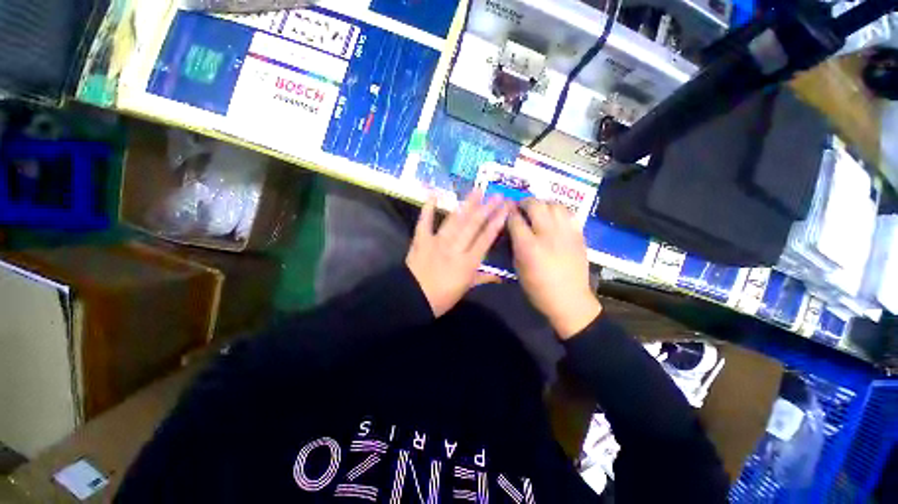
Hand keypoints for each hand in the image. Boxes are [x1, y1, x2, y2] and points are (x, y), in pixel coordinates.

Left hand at [407, 190, 508, 316]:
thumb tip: (501, 277)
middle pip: (473, 225)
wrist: (413, 299)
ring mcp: (437, 242)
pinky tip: (433, 195)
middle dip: (486, 208)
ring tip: (476, 190)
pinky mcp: (421, 240)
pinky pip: (425, 222)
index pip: (485, 238)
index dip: (496, 222)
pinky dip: (428, 209)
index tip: (505, 208)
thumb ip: (482, 278)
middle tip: (496, 194)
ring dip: (466, 205)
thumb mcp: (465, 289)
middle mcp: (455, 248)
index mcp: (468, 262)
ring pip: (454, 220)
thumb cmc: (442, 297)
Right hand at [508, 199, 601, 338]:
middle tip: (521, 207)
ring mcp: (566, 233)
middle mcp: (547, 234)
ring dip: (543, 204)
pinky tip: (554, 217)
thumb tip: (511, 229)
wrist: (569, 300)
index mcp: (529, 247)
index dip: (509, 213)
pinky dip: (558, 211)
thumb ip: (514, 245)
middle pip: (536, 205)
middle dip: (525, 202)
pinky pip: (569, 213)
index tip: (506, 211)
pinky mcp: (578, 235)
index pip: (515, 219)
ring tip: (538, 210)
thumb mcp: (518, 268)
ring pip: (554, 205)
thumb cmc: (538, 288)